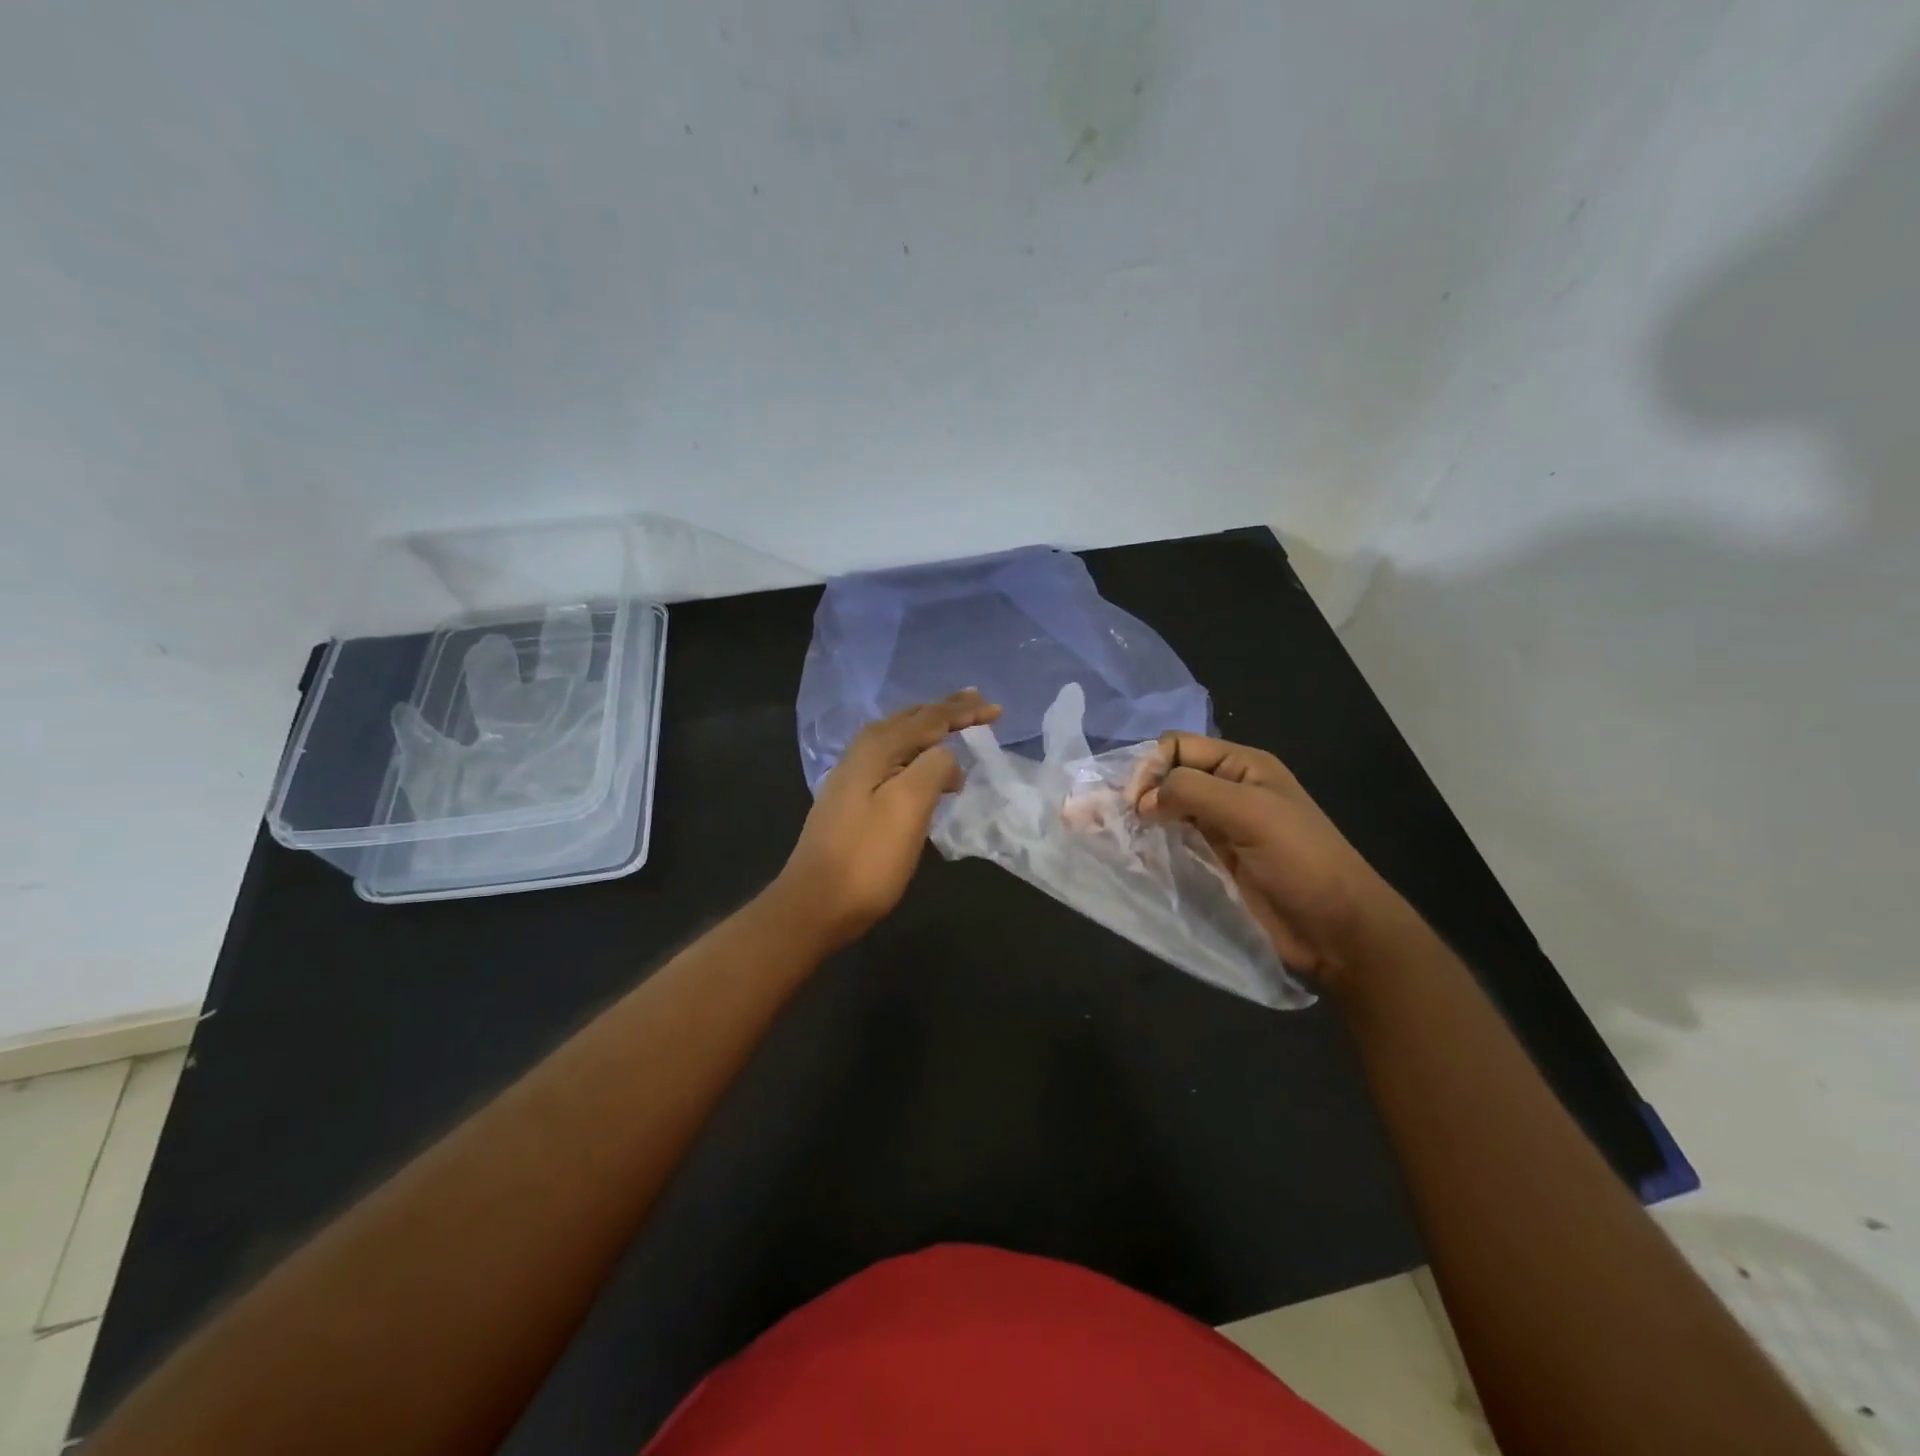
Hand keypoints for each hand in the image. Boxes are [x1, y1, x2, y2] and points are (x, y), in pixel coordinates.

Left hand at [774, 690, 1001, 949]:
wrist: (814, 905)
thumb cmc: (866, 858)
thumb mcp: (907, 807)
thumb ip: (932, 768)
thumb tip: (946, 754)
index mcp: (877, 748)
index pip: (929, 718)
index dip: (963, 711)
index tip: (997, 709)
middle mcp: (862, 754)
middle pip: (911, 721)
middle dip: (946, 711)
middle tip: (978, 703)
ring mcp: (854, 778)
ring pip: (901, 740)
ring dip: (931, 731)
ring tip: (957, 727)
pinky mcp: (854, 801)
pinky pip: (895, 762)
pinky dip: (919, 756)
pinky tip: (928, 770)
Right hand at [1129, 733, 1410, 985]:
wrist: (1336, 928)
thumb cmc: (1299, 861)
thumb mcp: (1250, 812)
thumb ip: (1192, 792)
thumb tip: (1141, 800)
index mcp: (1241, 766)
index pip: (1178, 747)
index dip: (1151, 767)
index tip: (1136, 803)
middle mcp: (1227, 790)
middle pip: (1167, 776)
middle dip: (1133, 790)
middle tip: (1103, 817)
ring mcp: (1218, 827)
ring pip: (1164, 809)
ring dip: (1135, 817)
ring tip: (1100, 830)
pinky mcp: (1212, 861)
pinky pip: (1171, 841)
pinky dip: (1147, 842)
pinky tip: (1126, 851)